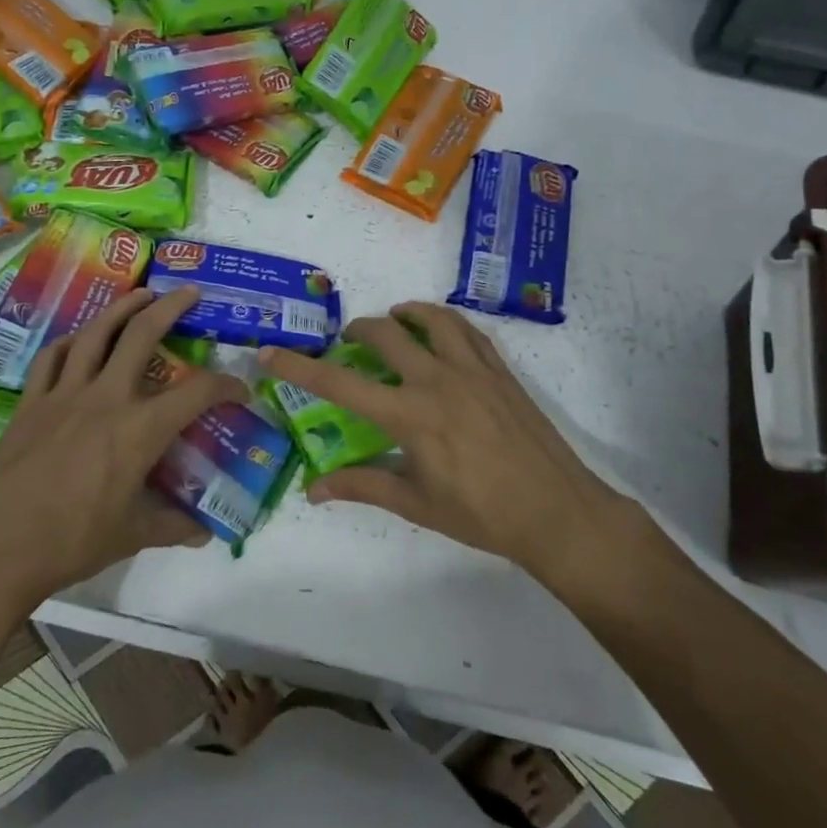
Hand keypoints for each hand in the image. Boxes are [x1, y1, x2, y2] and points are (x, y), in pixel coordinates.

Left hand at [0, 287, 247, 613]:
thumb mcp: (130, 536)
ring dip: (121, 307)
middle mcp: (105, 397)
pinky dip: (71, 340)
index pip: (196, 393)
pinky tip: (79, 339)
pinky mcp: (30, 403)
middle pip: (141, 335)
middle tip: (189, 292)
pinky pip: (52, 357)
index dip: (225, 386)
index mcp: (139, 429)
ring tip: (141, 294)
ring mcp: (63, 394)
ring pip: (95, 333)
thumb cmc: (70, 542)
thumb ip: (171, 526)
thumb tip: (203, 533)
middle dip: (171, 307)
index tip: (239, 390)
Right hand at [260, 302, 633, 587]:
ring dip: (406, 313)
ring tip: (395, 322)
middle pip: (386, 334)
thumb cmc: (482, 514)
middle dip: (358, 331)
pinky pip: (468, 330)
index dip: (299, 368)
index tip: (269, 352)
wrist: (556, 511)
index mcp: (410, 415)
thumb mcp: (416, 504)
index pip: (340, 385)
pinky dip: (445, 323)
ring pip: (432, 319)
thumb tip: (314, 489)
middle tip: (349, 343)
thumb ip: (363, 486)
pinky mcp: (500, 370)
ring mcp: (473, 370)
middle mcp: (437, 380)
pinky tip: (441, 336)